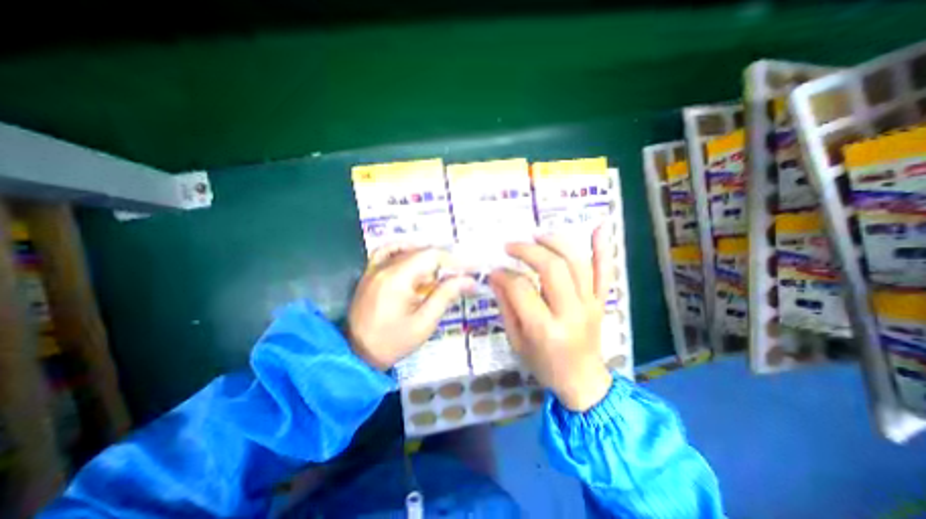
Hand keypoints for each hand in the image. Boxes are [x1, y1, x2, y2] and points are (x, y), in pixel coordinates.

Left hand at [350, 244, 473, 370]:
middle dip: (444, 261)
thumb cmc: (392, 343)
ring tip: (442, 271)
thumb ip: (445, 296)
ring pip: (407, 249)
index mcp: (397, 279)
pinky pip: (387, 251)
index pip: (431, 256)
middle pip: (421, 251)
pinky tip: (414, 259)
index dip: (454, 260)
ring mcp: (374, 268)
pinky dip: (404, 250)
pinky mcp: (370, 273)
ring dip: (427, 257)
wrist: (357, 355)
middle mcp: (384, 267)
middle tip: (461, 274)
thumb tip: (468, 281)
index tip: (471, 268)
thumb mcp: (424, 323)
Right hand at [485, 226, 611, 411]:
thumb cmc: (544, 365)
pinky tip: (599, 227)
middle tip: (511, 246)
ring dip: (556, 243)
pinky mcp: (602, 302)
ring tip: (537, 236)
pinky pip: (605, 272)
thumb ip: (506, 306)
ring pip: (577, 263)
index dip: (504, 275)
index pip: (521, 289)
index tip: (494, 270)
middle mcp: (571, 312)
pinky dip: (603, 248)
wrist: (583, 382)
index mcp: (545, 329)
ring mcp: (591, 304)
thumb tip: (495, 276)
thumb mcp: (516, 341)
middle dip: (528, 250)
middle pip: (552, 268)